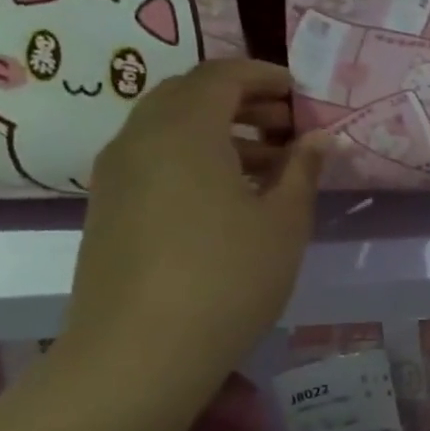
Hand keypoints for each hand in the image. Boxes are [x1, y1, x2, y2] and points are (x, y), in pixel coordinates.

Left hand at [62, 59, 325, 396]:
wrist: (138, 355)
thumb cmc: (227, 277)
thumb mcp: (284, 221)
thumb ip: (303, 170)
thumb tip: (319, 138)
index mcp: (183, 131)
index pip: (221, 75)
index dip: (265, 76)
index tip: (302, 93)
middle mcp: (140, 140)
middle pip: (189, 95)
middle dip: (242, 100)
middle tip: (289, 124)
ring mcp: (116, 176)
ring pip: (169, 127)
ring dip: (220, 130)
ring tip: (270, 162)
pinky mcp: (109, 209)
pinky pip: (155, 158)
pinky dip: (195, 156)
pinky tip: (232, 195)